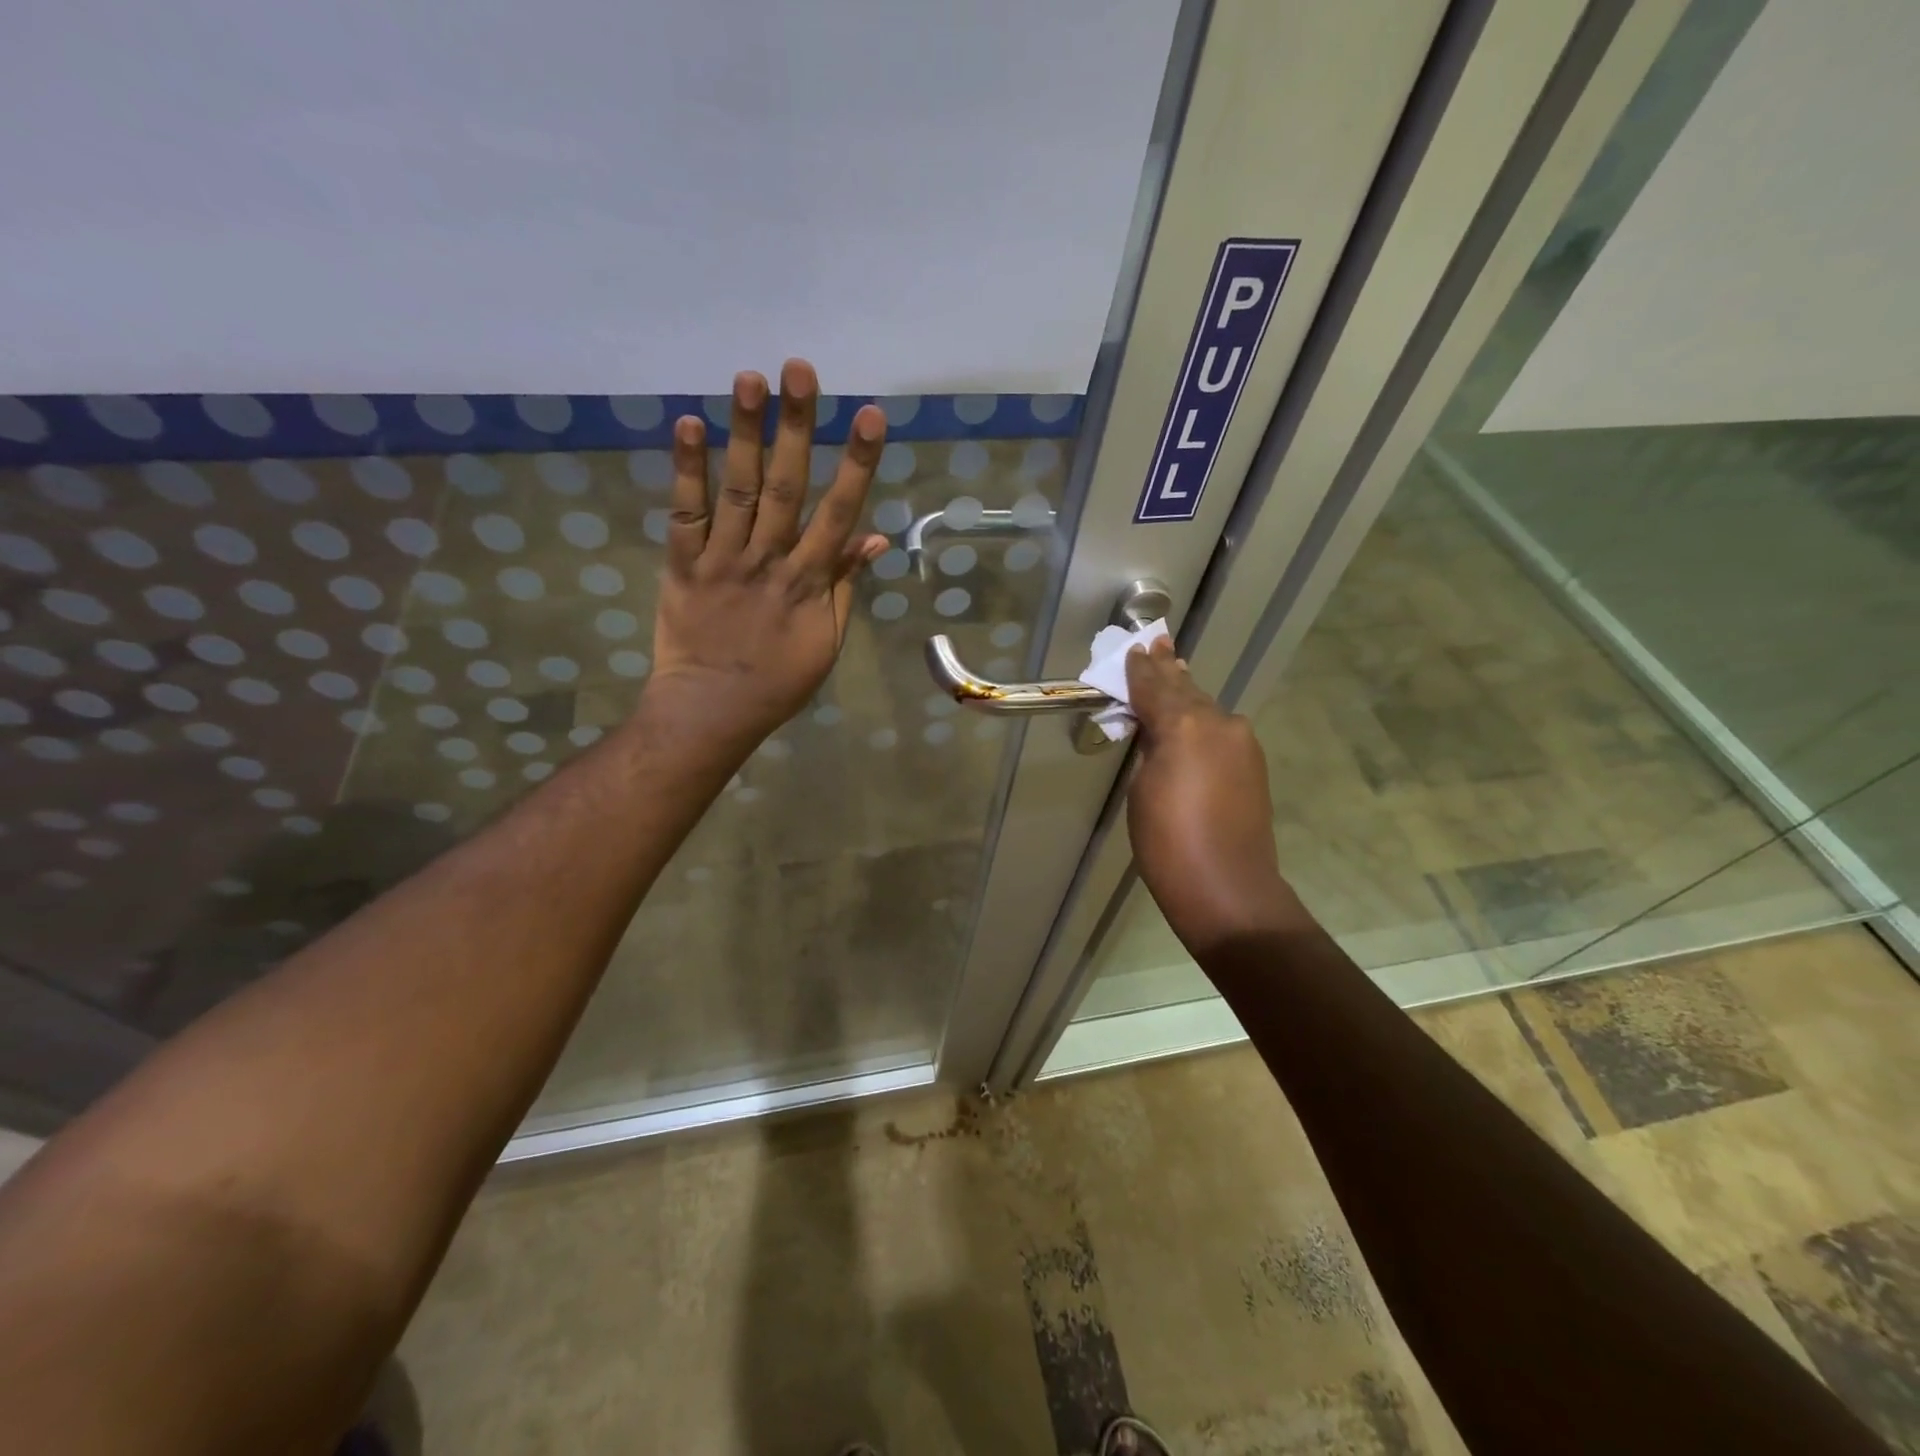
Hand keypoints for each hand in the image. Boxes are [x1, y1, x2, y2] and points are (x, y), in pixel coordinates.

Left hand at [648, 359, 888, 753]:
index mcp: (808, 582)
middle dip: (797, 427)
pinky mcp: (681, 566)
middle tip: (799, 369)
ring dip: (745, 433)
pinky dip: (686, 470)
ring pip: (738, 490)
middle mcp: (768, 560)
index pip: (839, 513)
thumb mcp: (827, 640)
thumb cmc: (779, 681)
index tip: (869, 416)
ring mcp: (722, 560)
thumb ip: (846, 585)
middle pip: (787, 487)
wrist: (712, 710)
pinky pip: (684, 514)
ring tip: (748, 378)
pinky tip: (690, 424)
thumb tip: (873, 535)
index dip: (856, 464)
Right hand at [1125, 637, 1294, 953]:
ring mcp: (1241, 742)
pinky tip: (1194, 714)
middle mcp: (1218, 723)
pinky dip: (1203, 718)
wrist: (1226, 885)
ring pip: (1206, 708)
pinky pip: (1220, 729)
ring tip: (1174, 669)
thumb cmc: (1167, 842)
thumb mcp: (1142, 789)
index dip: (1141, 669)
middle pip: (1186, 689)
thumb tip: (1160, 731)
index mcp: (1183, 725)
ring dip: (1187, 691)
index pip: (1155, 687)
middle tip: (1158, 643)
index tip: (1135, 648)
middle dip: (1168, 669)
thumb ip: (1151, 748)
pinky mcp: (1253, 763)